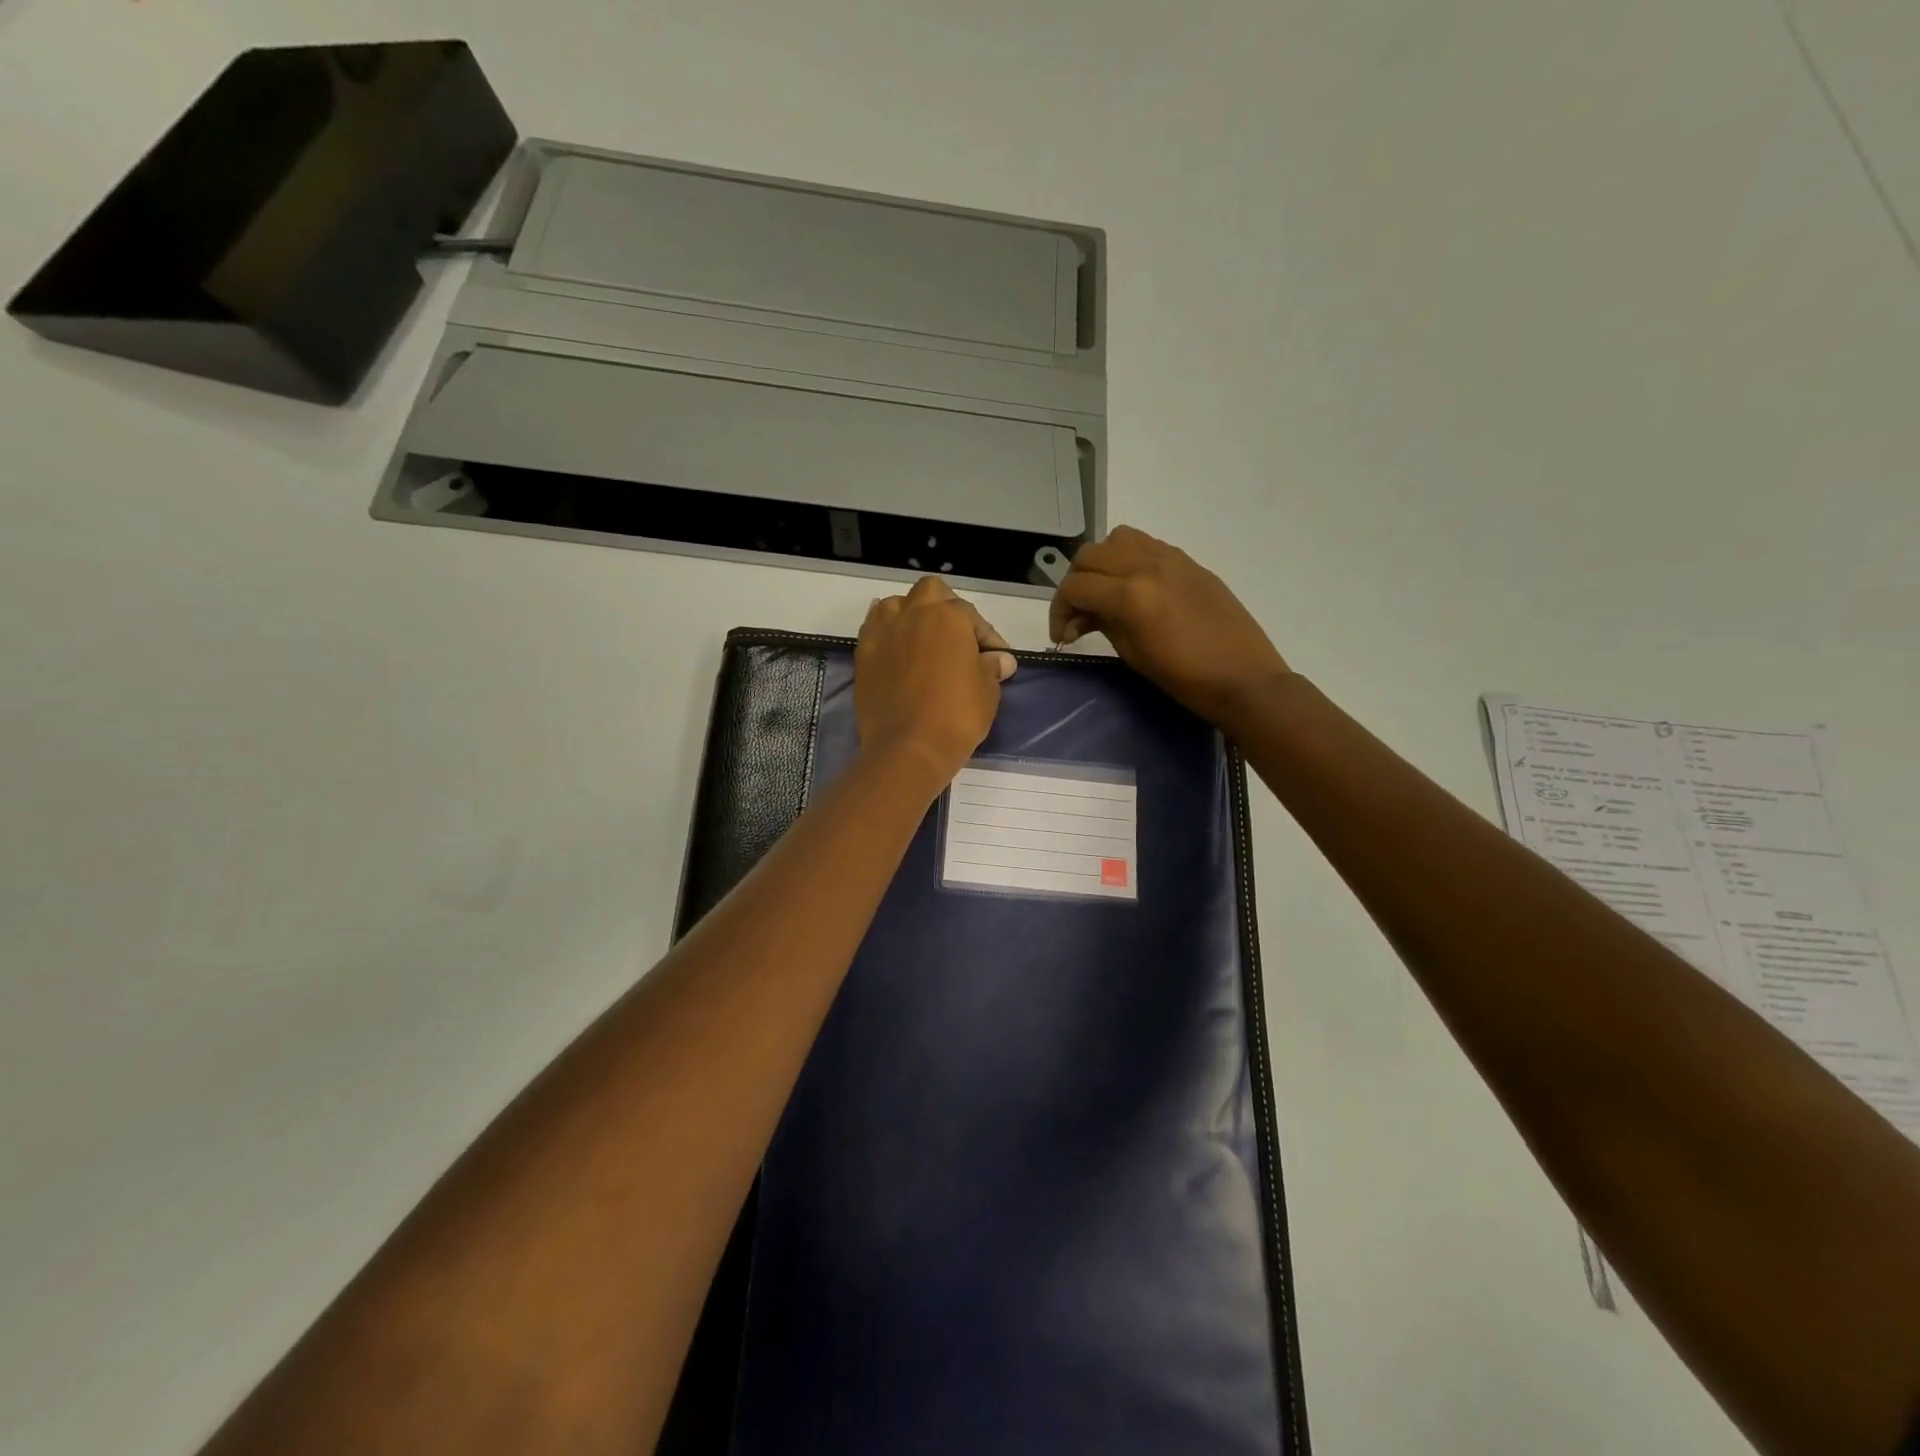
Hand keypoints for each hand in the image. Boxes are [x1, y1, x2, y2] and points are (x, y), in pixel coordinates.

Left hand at [856, 577, 1016, 784]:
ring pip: (896, 605)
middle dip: (944, 608)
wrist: (908, 747)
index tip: (996, 659)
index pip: (972, 616)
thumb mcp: (988, 692)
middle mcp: (912, 614)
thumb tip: (1000, 660)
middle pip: (930, 592)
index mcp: (948, 616)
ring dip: (910, 615)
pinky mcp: (862, 655)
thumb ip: (992, 668)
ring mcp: (883, 632)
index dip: (987, 637)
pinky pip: (874, 630)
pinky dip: (887, 635)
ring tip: (922, 640)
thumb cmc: (957, 716)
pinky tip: (897, 652)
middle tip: (956, 637)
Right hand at [1049, 526, 1290, 726]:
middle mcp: (1146, 565)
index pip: (1075, 587)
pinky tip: (1134, 588)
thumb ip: (1103, 623)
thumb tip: (1083, 614)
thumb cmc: (1185, 679)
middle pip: (1089, 556)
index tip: (1062, 635)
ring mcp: (1170, 558)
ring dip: (1101, 563)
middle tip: (1078, 615)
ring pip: (1117, 540)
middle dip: (1074, 584)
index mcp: (1131, 595)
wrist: (1243, 678)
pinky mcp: (1188, 561)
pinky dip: (1128, 559)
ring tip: (1105, 593)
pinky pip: (1146, 545)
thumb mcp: (1133, 654)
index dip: (1059, 611)